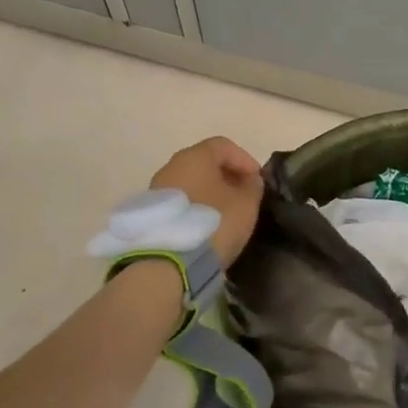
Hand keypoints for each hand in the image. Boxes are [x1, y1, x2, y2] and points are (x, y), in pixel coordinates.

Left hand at [151, 137, 264, 265]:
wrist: (169, 262)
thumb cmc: (214, 222)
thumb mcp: (246, 204)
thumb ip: (252, 187)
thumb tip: (250, 181)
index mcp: (195, 156)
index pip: (223, 146)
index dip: (244, 160)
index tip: (257, 180)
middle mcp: (172, 166)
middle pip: (204, 163)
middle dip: (227, 176)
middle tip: (243, 195)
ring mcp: (156, 189)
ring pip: (190, 183)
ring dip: (210, 192)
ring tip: (226, 213)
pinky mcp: (151, 213)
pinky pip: (180, 201)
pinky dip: (195, 207)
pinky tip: (206, 225)